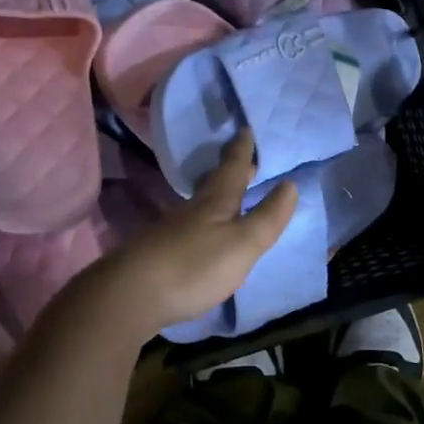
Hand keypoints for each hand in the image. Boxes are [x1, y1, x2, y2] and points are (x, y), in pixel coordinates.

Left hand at [86, 131, 297, 340]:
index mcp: (216, 202)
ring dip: (216, 194)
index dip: (242, 150)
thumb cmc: (195, 265)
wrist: (133, 294)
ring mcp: (173, 230)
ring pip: (200, 203)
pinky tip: (204, 231)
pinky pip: (190, 226)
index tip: (246, 129)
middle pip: (214, 182)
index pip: (233, 168)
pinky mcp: (161, 253)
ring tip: (229, 192)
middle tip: (243, 156)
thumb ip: (267, 217)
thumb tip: (290, 184)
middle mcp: (193, 209)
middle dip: (231, 169)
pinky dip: (204, 221)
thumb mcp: (242, 243)